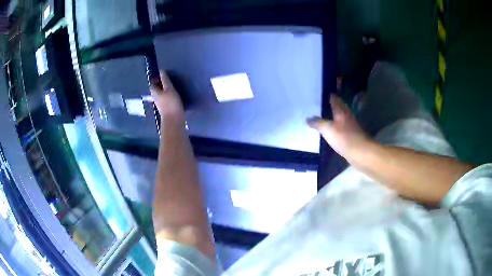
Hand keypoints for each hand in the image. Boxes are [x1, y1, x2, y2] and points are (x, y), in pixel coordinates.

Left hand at [151, 71, 184, 122]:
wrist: (173, 120)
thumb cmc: (171, 103)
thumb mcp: (169, 89)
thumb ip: (165, 80)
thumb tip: (161, 71)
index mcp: (154, 92)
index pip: (152, 82)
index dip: (155, 77)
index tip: (161, 73)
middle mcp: (154, 97)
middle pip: (155, 88)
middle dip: (159, 83)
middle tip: (167, 78)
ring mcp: (159, 103)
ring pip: (160, 93)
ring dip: (164, 88)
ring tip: (171, 85)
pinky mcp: (164, 107)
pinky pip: (164, 97)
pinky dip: (166, 94)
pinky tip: (172, 94)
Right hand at [307, 94, 369, 160]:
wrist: (360, 152)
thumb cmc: (344, 138)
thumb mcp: (327, 129)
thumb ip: (317, 123)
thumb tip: (308, 118)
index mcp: (341, 110)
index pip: (334, 98)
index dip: (327, 95)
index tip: (318, 94)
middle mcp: (346, 115)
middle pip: (338, 106)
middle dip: (329, 104)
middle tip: (317, 105)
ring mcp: (350, 124)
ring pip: (339, 116)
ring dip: (332, 115)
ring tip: (321, 116)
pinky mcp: (351, 134)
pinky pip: (341, 126)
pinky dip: (335, 125)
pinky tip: (329, 129)